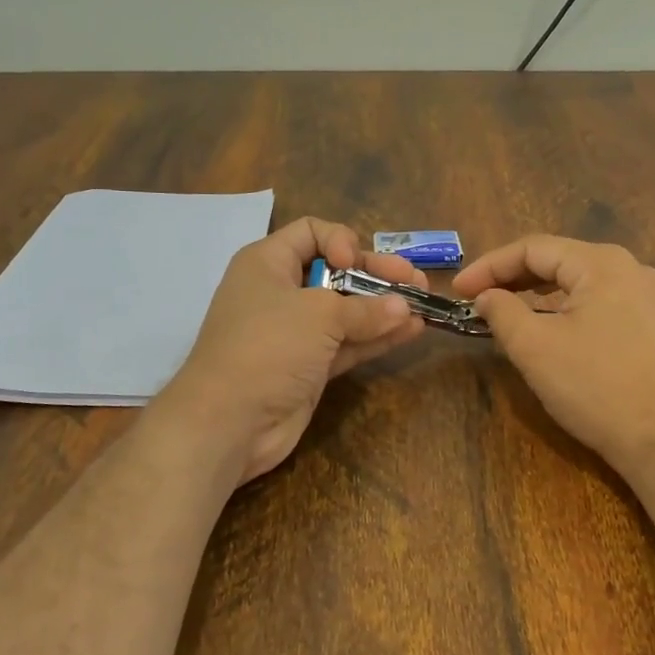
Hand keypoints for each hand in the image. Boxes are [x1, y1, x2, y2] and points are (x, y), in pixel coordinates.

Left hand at [158, 217, 428, 485]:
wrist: (229, 422)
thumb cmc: (267, 347)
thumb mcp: (317, 315)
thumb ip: (364, 308)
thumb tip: (403, 307)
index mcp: (268, 263)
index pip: (310, 232)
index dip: (340, 240)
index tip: (354, 263)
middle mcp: (282, 292)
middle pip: (336, 272)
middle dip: (376, 274)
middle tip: (415, 280)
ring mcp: (296, 333)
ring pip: (347, 310)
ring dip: (384, 307)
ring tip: (425, 303)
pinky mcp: (309, 366)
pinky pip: (349, 343)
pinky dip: (377, 337)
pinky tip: (412, 330)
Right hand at [453, 236, 654, 480]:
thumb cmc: (595, 388)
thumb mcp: (534, 347)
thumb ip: (502, 311)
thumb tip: (487, 296)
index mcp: (601, 263)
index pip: (533, 248)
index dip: (489, 265)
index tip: (459, 290)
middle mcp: (634, 269)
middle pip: (563, 261)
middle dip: (516, 277)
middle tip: (481, 299)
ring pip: (588, 283)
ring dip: (548, 293)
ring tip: (519, 309)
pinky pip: (614, 305)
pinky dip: (582, 309)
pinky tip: (577, 325)